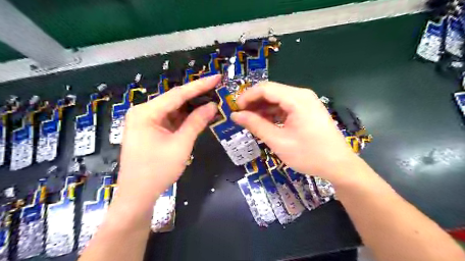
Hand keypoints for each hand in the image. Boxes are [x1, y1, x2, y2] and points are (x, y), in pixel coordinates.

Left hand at [116, 75, 218, 203]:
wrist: (137, 196)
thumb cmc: (157, 171)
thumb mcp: (181, 145)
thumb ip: (196, 122)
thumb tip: (212, 106)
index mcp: (146, 112)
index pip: (178, 94)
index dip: (200, 85)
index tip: (217, 77)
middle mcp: (144, 112)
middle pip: (175, 99)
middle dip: (197, 95)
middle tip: (217, 88)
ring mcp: (146, 121)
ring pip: (174, 109)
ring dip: (192, 107)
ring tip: (212, 100)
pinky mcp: (151, 130)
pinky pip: (171, 119)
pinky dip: (185, 118)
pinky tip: (200, 114)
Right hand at [231, 82, 358, 183]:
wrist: (339, 165)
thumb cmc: (309, 154)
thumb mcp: (279, 141)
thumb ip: (256, 125)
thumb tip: (236, 115)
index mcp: (296, 99)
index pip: (265, 88)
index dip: (247, 97)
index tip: (235, 110)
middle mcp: (301, 95)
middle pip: (271, 91)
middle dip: (253, 103)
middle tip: (241, 117)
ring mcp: (306, 102)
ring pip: (277, 99)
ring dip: (262, 108)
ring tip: (250, 121)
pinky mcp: (307, 110)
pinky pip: (285, 106)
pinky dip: (273, 113)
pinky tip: (265, 123)